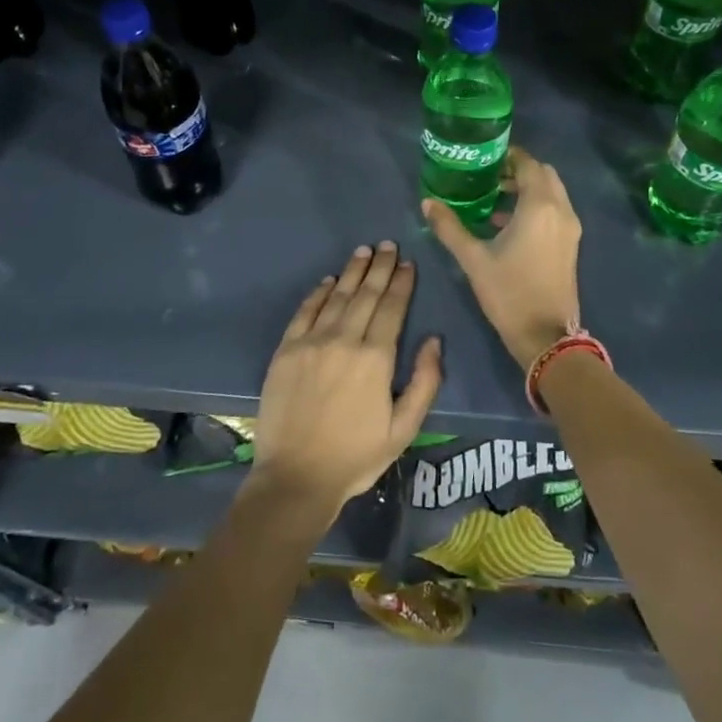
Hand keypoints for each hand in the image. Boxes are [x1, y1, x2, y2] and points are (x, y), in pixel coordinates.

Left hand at [248, 242, 442, 523]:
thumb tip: (434, 340)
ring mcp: (311, 342)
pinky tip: (329, 280)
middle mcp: (344, 339)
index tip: (408, 263)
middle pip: (366, 294)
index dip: (402, 283)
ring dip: (352, 271)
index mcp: (376, 358)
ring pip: (337, 296)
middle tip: (388, 245)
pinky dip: (319, 293)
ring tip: (364, 251)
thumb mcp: (404, 428)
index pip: (392, 308)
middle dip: (380, 267)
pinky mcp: (286, 350)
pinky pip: (305, 311)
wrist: (296, 477)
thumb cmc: (356, 456)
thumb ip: (425, 382)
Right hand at [423, 147, 582, 369]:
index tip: (484, 158)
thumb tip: (428, 203)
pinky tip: (507, 224)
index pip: (528, 164)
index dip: (508, 156)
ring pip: (552, 193)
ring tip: (494, 198)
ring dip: (528, 189)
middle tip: (488, 176)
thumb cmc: (509, 293)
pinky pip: (555, 211)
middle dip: (519, 170)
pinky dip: (536, 206)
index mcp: (539, 206)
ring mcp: (570, 228)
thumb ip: (450, 227)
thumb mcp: (473, 259)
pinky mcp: (571, 244)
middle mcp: (561, 210)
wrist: (546, 336)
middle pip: (544, 174)